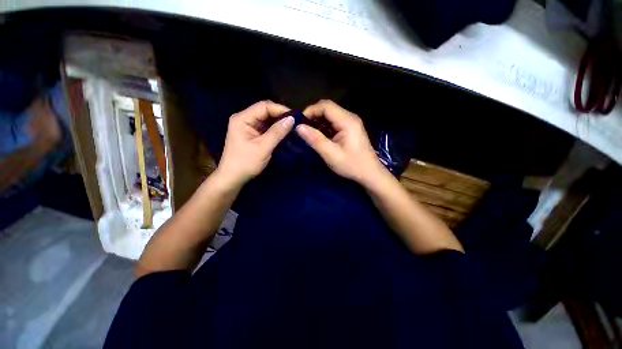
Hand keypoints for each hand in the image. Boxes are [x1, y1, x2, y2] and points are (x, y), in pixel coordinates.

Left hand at [216, 101, 293, 187]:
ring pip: (266, 119)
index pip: (264, 106)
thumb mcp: (263, 148)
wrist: (233, 178)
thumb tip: (292, 119)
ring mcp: (247, 126)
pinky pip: (266, 127)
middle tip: (296, 123)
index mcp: (242, 119)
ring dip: (279, 123)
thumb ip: (277, 133)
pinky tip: (284, 133)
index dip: (280, 109)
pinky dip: (275, 130)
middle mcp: (244, 119)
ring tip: (292, 128)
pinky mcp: (252, 134)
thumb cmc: (245, 163)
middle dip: (280, 116)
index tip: (295, 117)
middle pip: (265, 111)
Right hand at [296, 100, 383, 184]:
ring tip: (309, 132)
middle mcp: (350, 117)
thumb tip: (299, 127)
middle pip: (328, 108)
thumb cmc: (352, 165)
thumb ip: (315, 139)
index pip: (326, 106)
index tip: (300, 123)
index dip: (311, 110)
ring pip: (331, 115)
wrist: (370, 173)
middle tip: (303, 128)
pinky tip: (320, 136)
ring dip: (319, 121)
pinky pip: (335, 122)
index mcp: (347, 121)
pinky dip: (325, 126)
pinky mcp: (351, 129)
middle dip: (314, 115)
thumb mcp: (331, 154)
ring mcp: (351, 123)